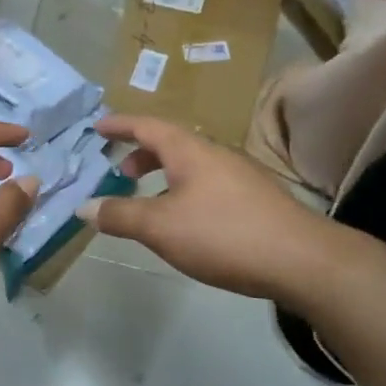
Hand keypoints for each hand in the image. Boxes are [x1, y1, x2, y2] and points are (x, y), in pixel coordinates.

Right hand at [79, 114, 336, 306]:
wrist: (301, 259)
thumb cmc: (223, 234)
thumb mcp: (161, 227)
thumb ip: (120, 215)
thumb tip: (84, 206)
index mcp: (190, 151)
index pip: (147, 126)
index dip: (120, 125)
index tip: (97, 127)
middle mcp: (215, 154)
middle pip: (171, 143)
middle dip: (142, 154)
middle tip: (121, 172)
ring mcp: (240, 176)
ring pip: (191, 166)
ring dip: (164, 175)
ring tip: (150, 201)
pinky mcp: (255, 200)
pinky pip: (208, 184)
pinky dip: (184, 191)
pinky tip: (187, 223)